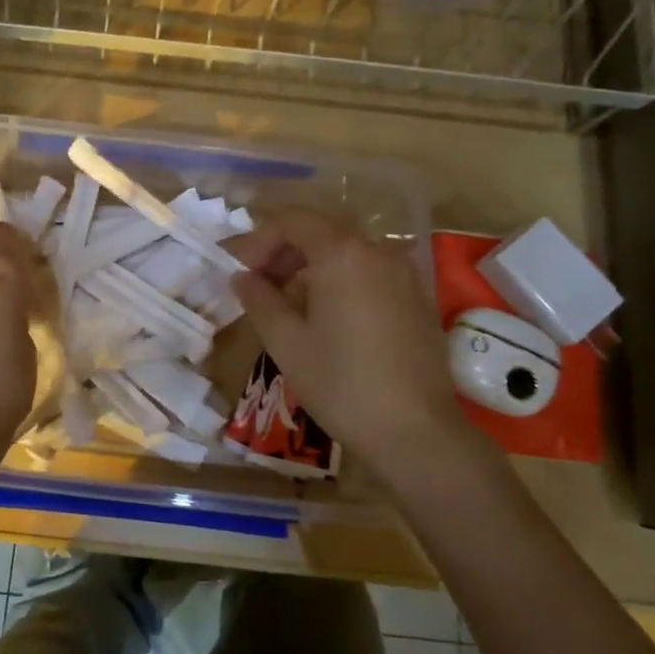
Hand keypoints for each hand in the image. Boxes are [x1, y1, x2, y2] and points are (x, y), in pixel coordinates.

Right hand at [228, 210, 491, 485]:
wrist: (416, 432)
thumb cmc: (341, 383)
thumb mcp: (286, 342)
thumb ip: (259, 299)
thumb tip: (242, 277)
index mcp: (342, 253)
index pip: (292, 221)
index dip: (258, 240)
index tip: (238, 270)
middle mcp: (377, 251)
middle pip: (320, 233)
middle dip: (282, 252)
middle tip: (255, 285)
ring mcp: (402, 273)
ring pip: (344, 254)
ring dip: (308, 268)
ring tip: (284, 305)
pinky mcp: (416, 298)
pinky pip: (367, 273)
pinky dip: (337, 281)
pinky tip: (323, 318)